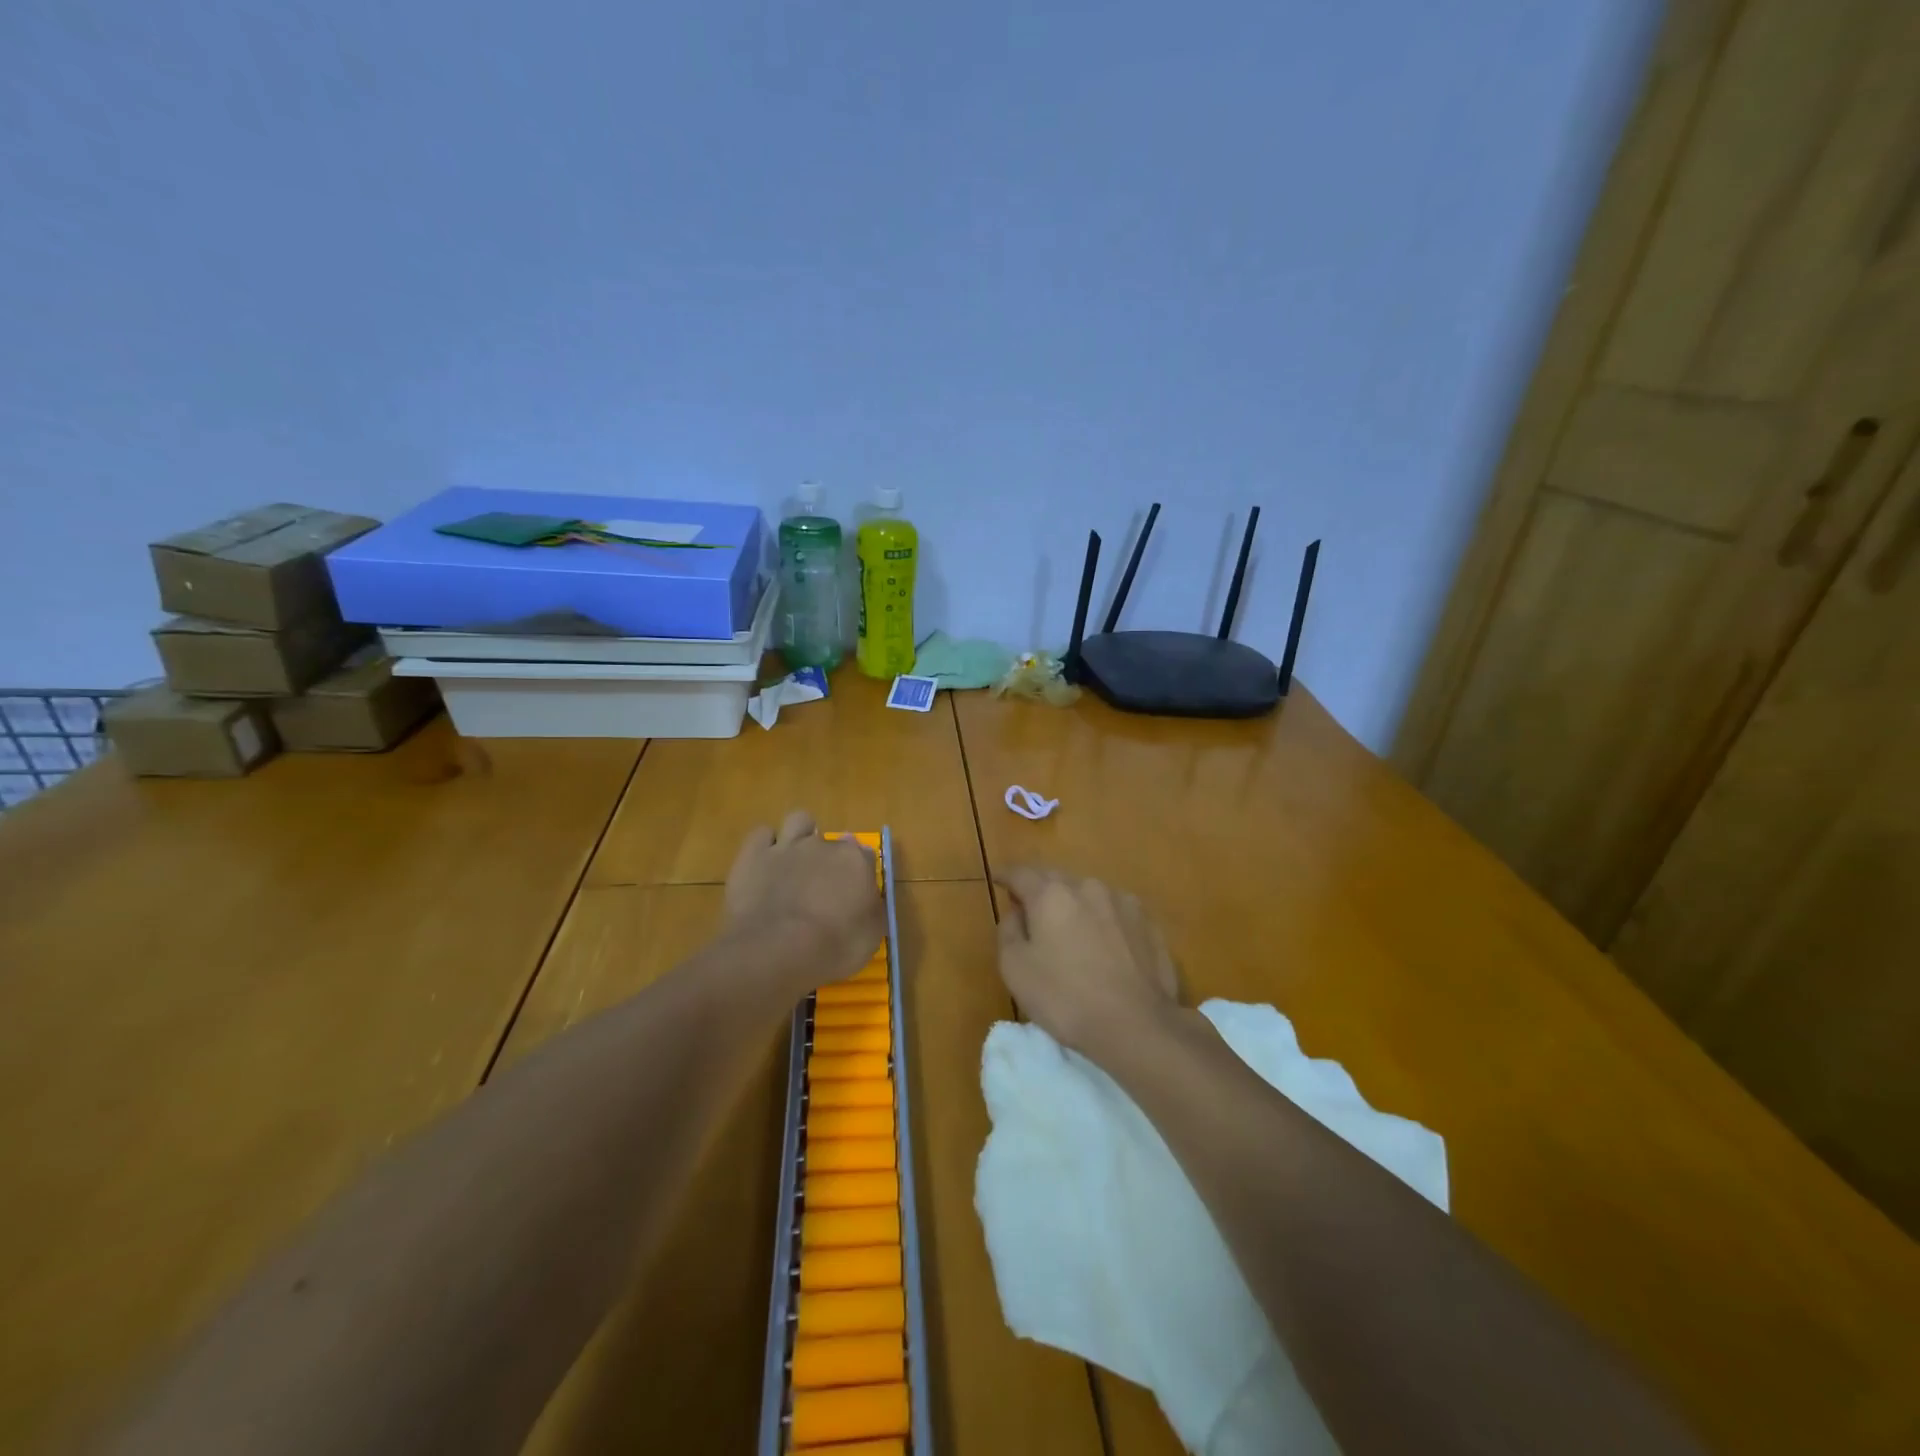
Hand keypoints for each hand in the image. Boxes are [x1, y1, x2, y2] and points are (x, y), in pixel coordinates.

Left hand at [725, 811, 883, 995]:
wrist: (776, 950)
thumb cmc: (832, 947)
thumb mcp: (870, 936)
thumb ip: (871, 908)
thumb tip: (868, 895)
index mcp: (855, 861)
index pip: (864, 855)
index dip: (858, 872)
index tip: (854, 893)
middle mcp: (823, 845)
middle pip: (831, 841)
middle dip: (828, 859)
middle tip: (821, 887)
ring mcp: (786, 846)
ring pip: (799, 821)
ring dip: (800, 835)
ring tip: (795, 860)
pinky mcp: (753, 854)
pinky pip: (762, 834)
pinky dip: (765, 844)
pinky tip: (765, 863)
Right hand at [994, 866, 1181, 1066]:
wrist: (1136, 1025)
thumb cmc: (1065, 998)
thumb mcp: (1015, 969)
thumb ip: (1009, 931)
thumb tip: (1017, 912)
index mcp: (1051, 894)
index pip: (1021, 874)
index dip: (1006, 875)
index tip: (997, 878)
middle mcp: (1088, 887)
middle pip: (1056, 879)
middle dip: (1040, 888)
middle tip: (1029, 905)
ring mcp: (1123, 903)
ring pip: (1089, 894)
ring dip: (1074, 904)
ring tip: (1069, 927)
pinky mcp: (1148, 923)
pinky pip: (1115, 912)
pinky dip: (1102, 919)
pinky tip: (1104, 942)